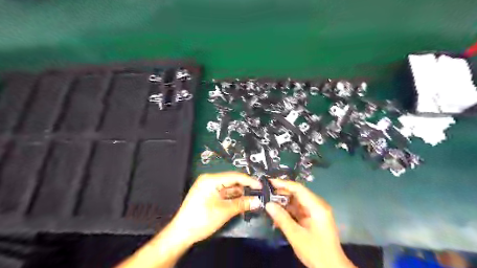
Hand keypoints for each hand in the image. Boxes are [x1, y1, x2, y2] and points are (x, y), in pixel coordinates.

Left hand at [167, 172, 262, 244]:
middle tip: (258, 193)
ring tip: (253, 198)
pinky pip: (225, 193)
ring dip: (240, 193)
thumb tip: (257, 201)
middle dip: (245, 187)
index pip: (234, 176)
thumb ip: (242, 204)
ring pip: (229, 188)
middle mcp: (209, 181)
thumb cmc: (200, 220)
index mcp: (210, 180)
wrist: (182, 234)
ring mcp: (209, 188)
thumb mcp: (223, 211)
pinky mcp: (209, 195)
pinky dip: (234, 198)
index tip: (260, 186)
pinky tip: (243, 201)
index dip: (249, 181)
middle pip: (232, 181)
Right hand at [267, 179, 355, 267]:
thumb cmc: (316, 252)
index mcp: (317, 207)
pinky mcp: (313, 218)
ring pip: (297, 201)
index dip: (284, 184)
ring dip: (284, 203)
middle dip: (282, 193)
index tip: (270, 182)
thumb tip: (268, 204)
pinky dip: (288, 211)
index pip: (299, 189)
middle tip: (266, 193)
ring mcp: (315, 212)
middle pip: (298, 193)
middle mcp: (317, 205)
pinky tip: (277, 214)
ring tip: (269, 203)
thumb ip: (282, 218)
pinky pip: (298, 210)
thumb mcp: (296, 236)